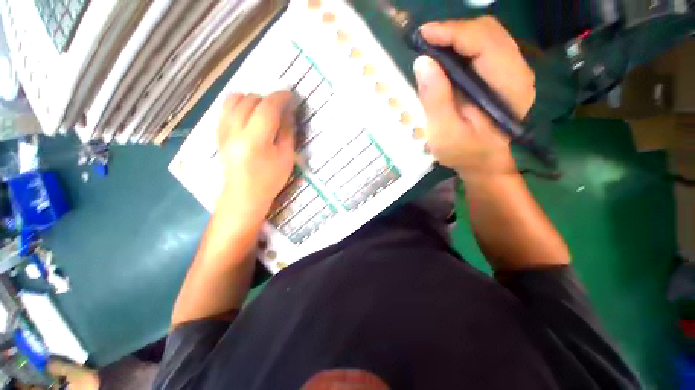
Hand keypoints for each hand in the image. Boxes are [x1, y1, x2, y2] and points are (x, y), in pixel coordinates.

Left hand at [217, 91, 295, 217]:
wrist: (244, 195)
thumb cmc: (270, 180)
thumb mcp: (286, 158)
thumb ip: (286, 132)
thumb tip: (287, 112)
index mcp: (255, 141)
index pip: (267, 109)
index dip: (279, 98)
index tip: (289, 95)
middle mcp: (234, 132)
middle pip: (249, 100)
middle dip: (267, 99)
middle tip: (279, 108)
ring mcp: (223, 131)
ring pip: (233, 100)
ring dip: (251, 99)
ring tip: (263, 109)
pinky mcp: (218, 133)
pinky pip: (225, 109)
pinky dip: (239, 104)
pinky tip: (249, 114)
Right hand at [413, 17, 535, 178]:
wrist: (482, 161)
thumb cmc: (463, 152)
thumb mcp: (444, 133)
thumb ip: (435, 100)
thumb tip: (422, 62)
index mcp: (508, 86)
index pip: (484, 42)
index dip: (452, 33)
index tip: (423, 35)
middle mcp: (517, 71)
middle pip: (488, 31)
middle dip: (453, 32)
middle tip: (425, 43)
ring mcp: (512, 70)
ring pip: (486, 34)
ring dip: (457, 37)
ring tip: (432, 48)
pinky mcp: (503, 73)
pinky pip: (484, 46)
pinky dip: (462, 45)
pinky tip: (446, 56)